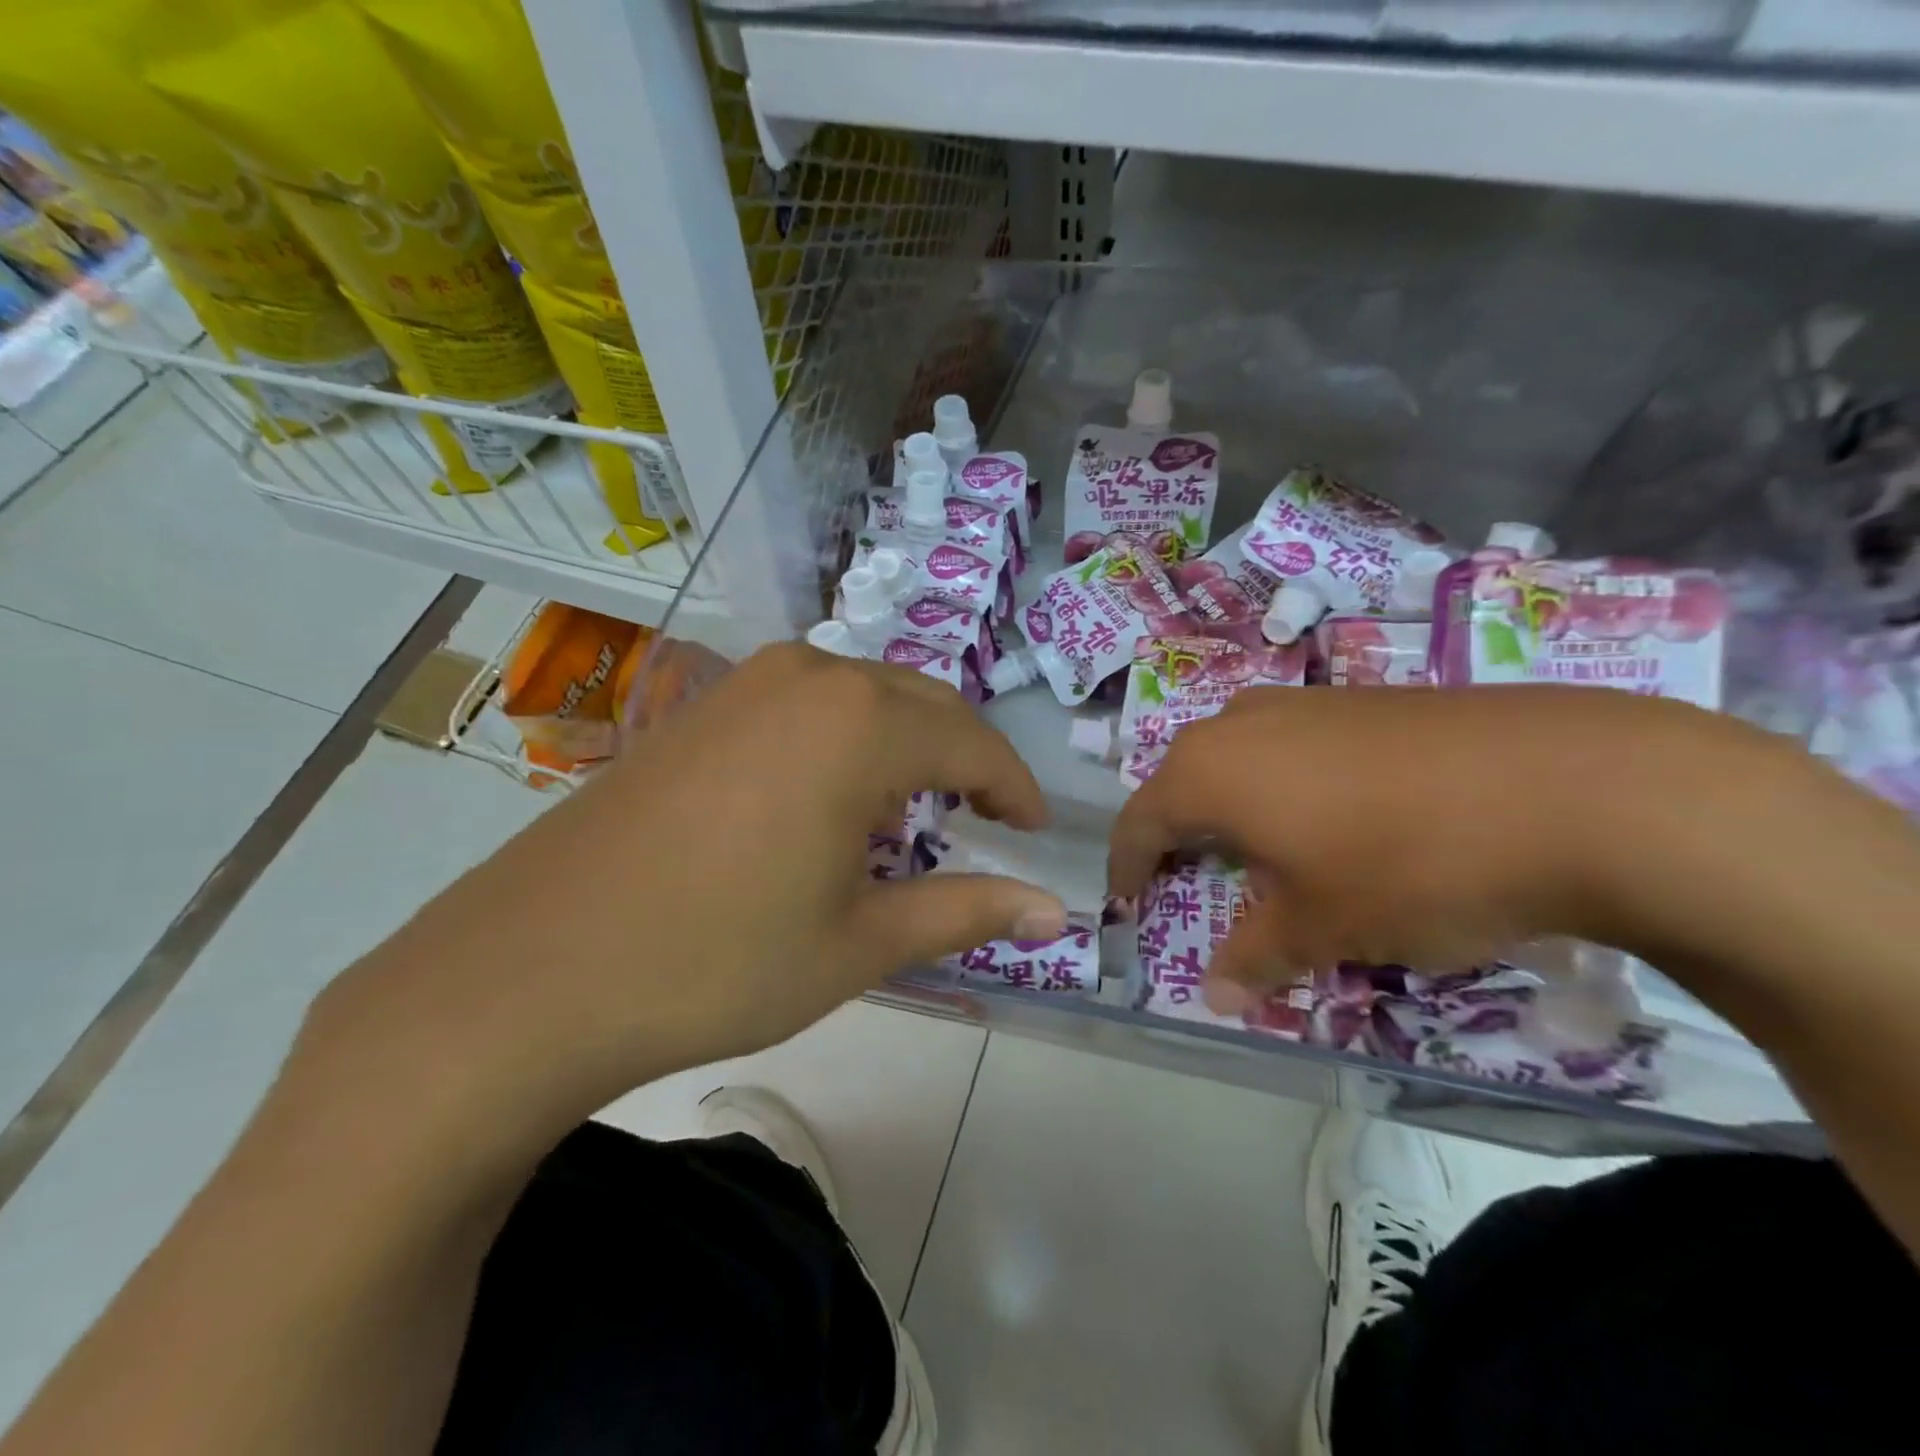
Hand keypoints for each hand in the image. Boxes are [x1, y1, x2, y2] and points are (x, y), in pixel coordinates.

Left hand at [308, 642, 1065, 1167]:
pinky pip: (808, 704)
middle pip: (923, 706)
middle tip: (987, 822)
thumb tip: (1056, 913)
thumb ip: (967, 912)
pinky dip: (847, 740)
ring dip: (906, 746)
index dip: (1014, 788)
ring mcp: (747, 683)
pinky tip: (830, 799)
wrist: (533, 972)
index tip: (1034, 832)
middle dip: (968, 761)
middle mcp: (809, 677)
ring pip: (865, 696)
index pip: (972, 743)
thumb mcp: (861, 942)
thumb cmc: (720, 961)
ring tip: (913, 815)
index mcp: (860, 723)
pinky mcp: (702, 706)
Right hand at [1107, 684, 1810, 1014]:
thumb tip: (1214, 995)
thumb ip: (1255, 957)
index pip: (1139, 822)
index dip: (1128, 867)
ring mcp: (1306, 702)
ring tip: (1267, 853)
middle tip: (1196, 880)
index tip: (1130, 903)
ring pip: (1241, 758)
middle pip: (1185, 782)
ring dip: (1237, 807)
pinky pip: (1296, 744)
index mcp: (1208, 771)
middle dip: (1182, 835)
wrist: (1573, 787)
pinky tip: (1340, 818)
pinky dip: (1290, 785)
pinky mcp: (1366, 699)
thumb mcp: (1322, 927)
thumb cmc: (1408, 864)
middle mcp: (1241, 723)